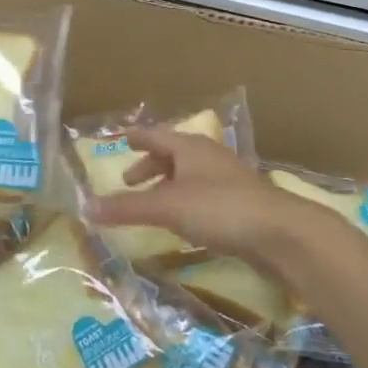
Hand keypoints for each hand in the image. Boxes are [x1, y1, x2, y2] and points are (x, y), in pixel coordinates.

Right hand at [86, 126, 343, 272]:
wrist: (281, 233)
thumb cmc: (220, 209)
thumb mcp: (167, 207)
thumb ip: (127, 208)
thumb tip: (86, 207)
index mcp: (191, 147)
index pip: (156, 134)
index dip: (138, 137)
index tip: (122, 139)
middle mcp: (209, 157)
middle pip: (174, 154)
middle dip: (150, 166)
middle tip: (130, 181)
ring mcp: (228, 180)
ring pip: (190, 176)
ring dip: (168, 186)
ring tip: (152, 204)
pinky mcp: (241, 205)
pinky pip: (204, 196)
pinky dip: (185, 202)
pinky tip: (183, 223)